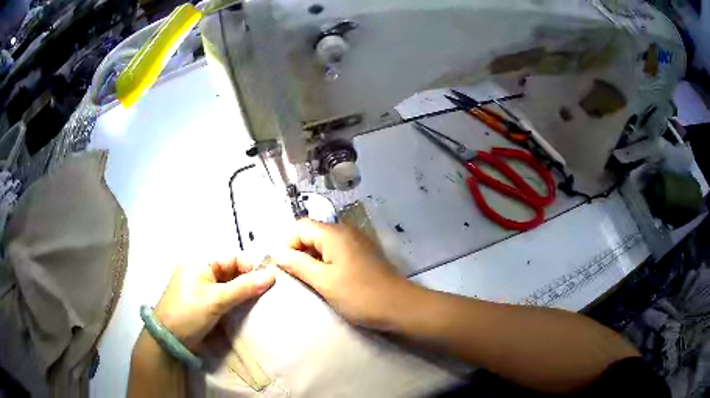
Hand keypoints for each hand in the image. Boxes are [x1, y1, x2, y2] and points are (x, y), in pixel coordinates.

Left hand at [154, 257, 275, 350]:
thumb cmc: (189, 313)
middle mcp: (201, 271)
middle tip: (269, 293)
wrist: (169, 339)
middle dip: (249, 280)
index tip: (270, 280)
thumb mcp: (217, 299)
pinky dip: (236, 301)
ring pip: (229, 285)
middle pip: (231, 271)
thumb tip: (273, 274)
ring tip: (263, 302)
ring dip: (244, 292)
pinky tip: (248, 309)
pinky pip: (224, 296)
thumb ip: (244, 287)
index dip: (251, 266)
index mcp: (200, 262)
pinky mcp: (203, 303)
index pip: (232, 257)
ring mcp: (201, 288)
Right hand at [273, 219, 414, 329]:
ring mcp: (356, 242)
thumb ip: (298, 264)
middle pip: (311, 233)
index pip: (300, 227)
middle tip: (293, 277)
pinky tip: (326, 280)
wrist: (399, 306)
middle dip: (298, 252)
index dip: (287, 244)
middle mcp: (345, 231)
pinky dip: (325, 263)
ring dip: (311, 259)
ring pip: (323, 244)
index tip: (283, 268)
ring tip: (307, 281)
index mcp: (334, 233)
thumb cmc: (360, 295)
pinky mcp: (363, 254)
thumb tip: (276, 253)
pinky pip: (336, 252)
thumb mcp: (324, 281)